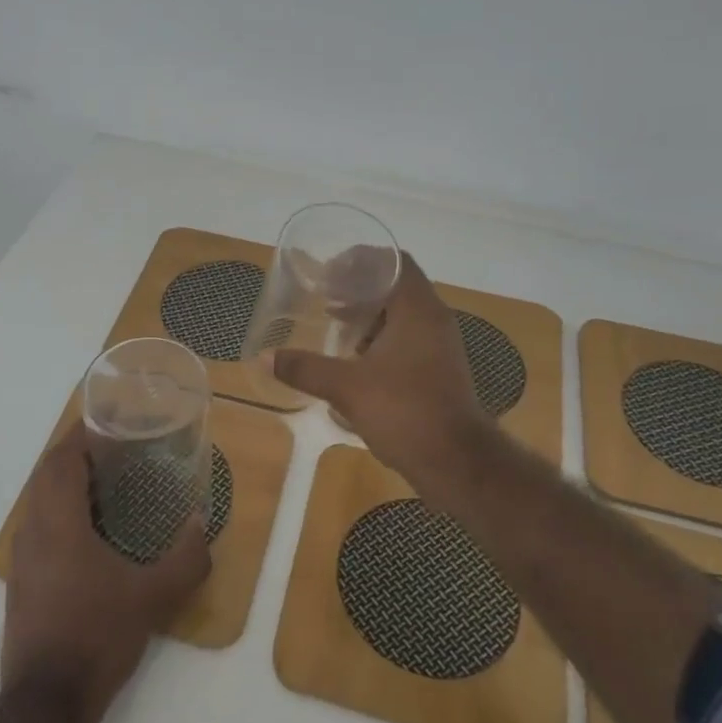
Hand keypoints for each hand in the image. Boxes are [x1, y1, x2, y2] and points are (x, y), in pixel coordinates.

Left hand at [1, 427, 210, 722]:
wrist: (46, 705)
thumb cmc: (96, 637)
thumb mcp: (152, 597)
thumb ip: (185, 557)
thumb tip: (201, 522)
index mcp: (57, 523)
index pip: (60, 459)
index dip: (82, 435)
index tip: (112, 423)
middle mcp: (32, 532)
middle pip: (47, 475)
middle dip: (77, 455)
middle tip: (118, 450)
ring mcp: (21, 560)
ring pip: (39, 502)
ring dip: (67, 483)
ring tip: (109, 484)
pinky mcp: (22, 583)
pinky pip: (39, 527)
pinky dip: (61, 512)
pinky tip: (93, 533)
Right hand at [272, 254, 499, 507]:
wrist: (456, 462)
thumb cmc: (404, 411)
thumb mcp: (347, 387)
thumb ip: (305, 368)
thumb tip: (265, 356)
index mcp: (417, 310)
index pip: (394, 262)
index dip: (361, 260)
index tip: (329, 271)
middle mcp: (433, 320)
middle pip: (396, 287)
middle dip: (359, 289)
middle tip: (325, 297)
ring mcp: (439, 347)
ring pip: (401, 316)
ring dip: (369, 316)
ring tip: (334, 324)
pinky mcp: (438, 371)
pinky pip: (406, 341)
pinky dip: (380, 340)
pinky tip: (353, 359)